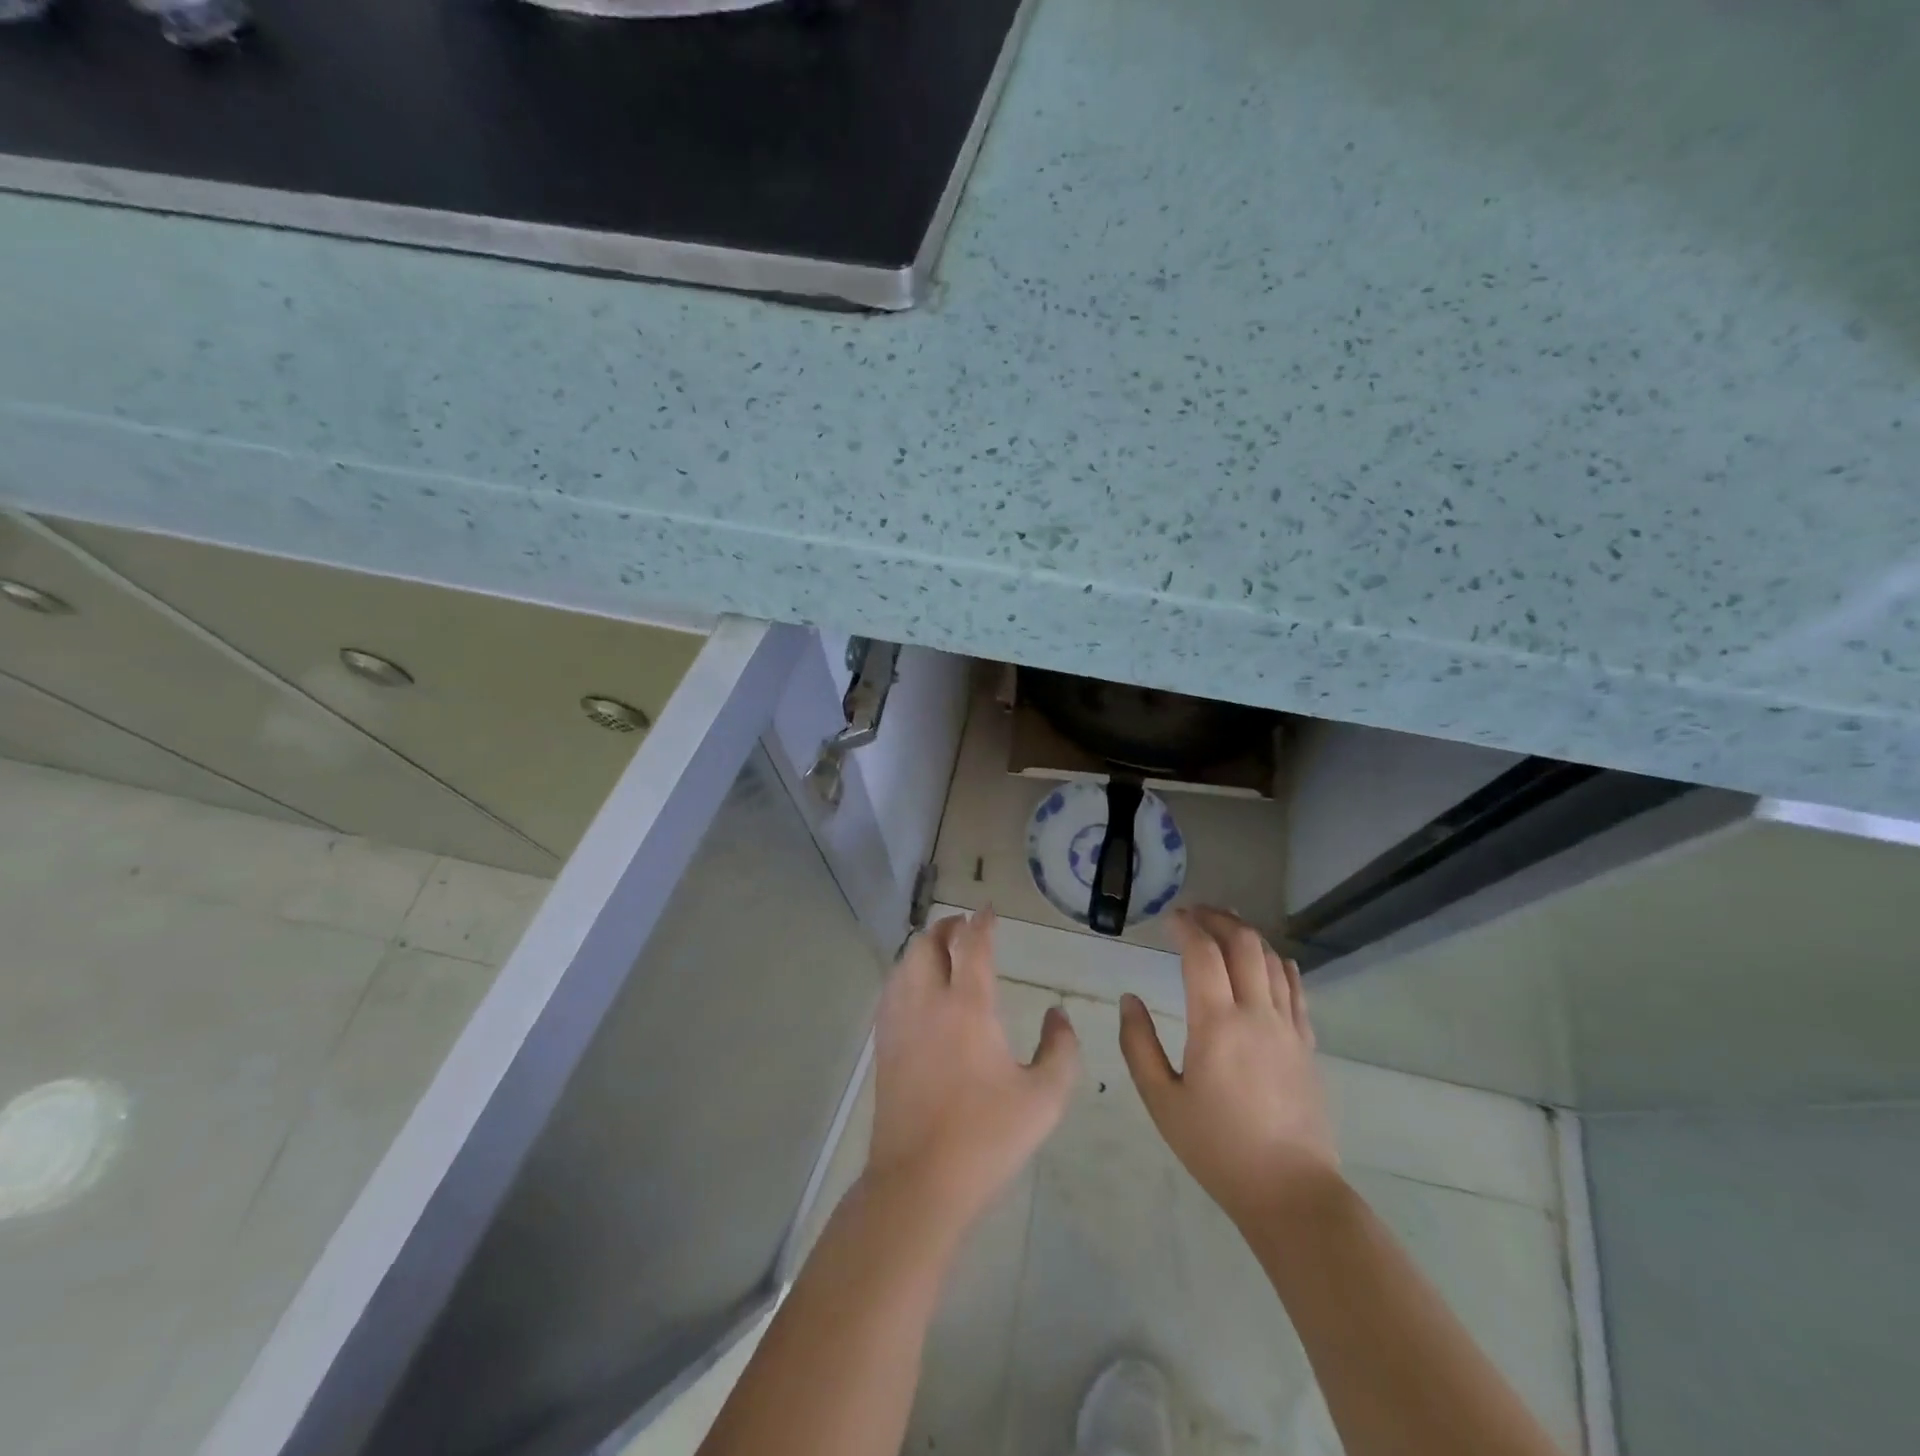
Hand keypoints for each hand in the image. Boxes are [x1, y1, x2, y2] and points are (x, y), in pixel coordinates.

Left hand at [865, 908, 1079, 1242]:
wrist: (919, 1181)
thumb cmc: (987, 1137)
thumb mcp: (1045, 1098)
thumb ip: (1061, 1049)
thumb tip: (1058, 1014)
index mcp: (968, 1006)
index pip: (972, 945)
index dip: (982, 923)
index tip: (988, 911)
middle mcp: (928, 1001)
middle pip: (928, 943)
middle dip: (947, 928)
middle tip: (965, 928)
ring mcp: (899, 1022)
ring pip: (904, 962)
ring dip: (924, 947)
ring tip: (942, 951)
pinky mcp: (883, 1044)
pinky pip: (891, 988)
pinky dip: (906, 972)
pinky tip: (917, 989)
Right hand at [1119, 907, 1337, 1228]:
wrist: (1290, 1192)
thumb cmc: (1217, 1147)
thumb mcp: (1161, 1100)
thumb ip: (1139, 1045)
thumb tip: (1130, 1000)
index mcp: (1217, 1024)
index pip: (1202, 953)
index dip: (1185, 927)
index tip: (1169, 917)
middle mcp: (1257, 1014)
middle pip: (1243, 944)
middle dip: (1218, 919)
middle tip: (1195, 913)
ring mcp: (1288, 1027)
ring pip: (1271, 960)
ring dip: (1247, 935)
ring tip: (1225, 925)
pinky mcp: (1306, 1045)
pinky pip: (1296, 989)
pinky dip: (1280, 963)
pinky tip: (1271, 958)